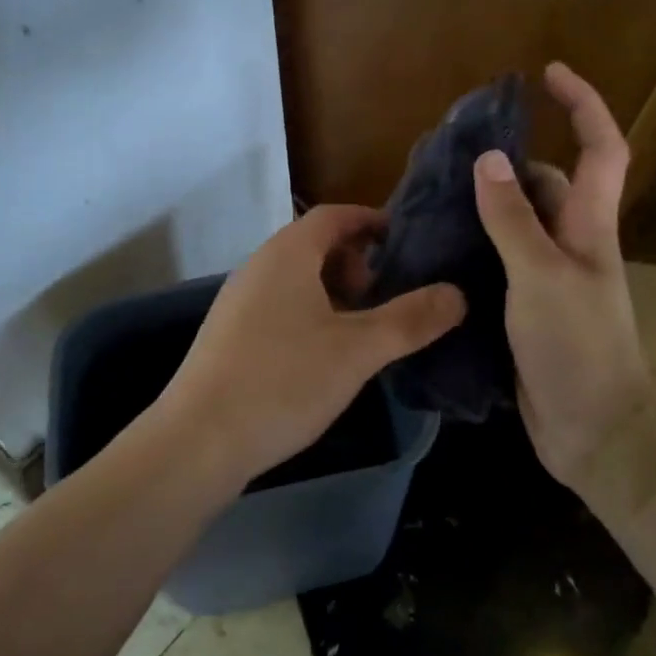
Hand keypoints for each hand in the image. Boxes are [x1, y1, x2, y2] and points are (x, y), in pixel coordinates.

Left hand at [157, 206, 466, 493]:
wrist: (197, 440)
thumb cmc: (282, 381)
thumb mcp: (357, 351)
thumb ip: (410, 320)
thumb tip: (457, 293)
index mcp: (287, 253)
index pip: (334, 215)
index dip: (372, 221)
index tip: (406, 242)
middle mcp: (259, 266)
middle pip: (315, 245)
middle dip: (356, 263)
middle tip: (388, 296)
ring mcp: (238, 300)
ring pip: (297, 279)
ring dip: (334, 292)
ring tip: (364, 329)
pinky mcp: (230, 334)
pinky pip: (279, 306)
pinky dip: (310, 314)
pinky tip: (325, 357)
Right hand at [473, 62, 650, 489]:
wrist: (593, 433)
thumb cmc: (577, 348)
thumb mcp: (541, 277)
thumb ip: (513, 219)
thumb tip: (488, 159)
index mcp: (589, 226)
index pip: (600, 148)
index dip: (582, 105)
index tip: (547, 74)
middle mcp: (572, 242)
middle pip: (545, 183)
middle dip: (508, 161)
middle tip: (451, 154)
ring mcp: (549, 275)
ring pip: (516, 222)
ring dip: (484, 204)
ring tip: (431, 195)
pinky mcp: (527, 304)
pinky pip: (499, 258)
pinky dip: (474, 244)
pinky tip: (437, 245)